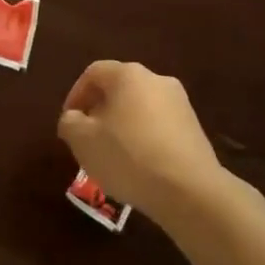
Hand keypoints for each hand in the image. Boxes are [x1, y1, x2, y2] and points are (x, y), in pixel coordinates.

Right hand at [58, 60, 222, 222]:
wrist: (190, 190)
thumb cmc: (128, 157)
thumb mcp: (83, 141)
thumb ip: (70, 123)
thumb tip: (74, 118)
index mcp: (128, 75)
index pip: (94, 73)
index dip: (75, 95)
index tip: (70, 123)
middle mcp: (156, 80)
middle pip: (119, 89)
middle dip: (100, 111)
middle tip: (89, 139)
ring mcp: (180, 104)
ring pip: (140, 109)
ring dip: (123, 126)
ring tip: (113, 157)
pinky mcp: (195, 130)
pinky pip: (159, 127)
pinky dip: (144, 140)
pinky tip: (140, 167)